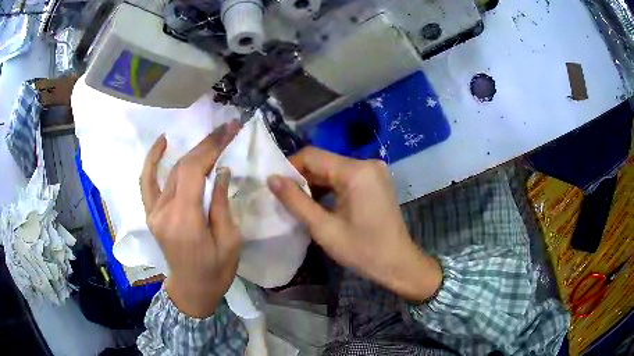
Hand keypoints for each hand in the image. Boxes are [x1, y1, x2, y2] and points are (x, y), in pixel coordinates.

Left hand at [140, 121, 241, 317]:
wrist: (191, 290)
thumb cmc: (216, 272)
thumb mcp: (229, 242)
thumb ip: (221, 204)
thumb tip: (221, 171)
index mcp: (184, 221)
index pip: (193, 171)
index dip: (211, 147)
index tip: (230, 130)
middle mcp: (163, 212)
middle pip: (183, 167)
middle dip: (207, 145)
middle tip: (227, 129)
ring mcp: (153, 212)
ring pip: (171, 171)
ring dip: (191, 151)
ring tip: (210, 136)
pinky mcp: (151, 214)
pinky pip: (147, 182)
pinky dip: (153, 160)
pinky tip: (162, 143)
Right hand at [267, 147, 441, 301]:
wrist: (397, 263)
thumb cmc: (362, 250)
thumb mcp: (324, 228)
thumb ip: (295, 201)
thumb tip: (271, 179)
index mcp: (356, 171)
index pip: (312, 156)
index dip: (290, 168)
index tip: (276, 186)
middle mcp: (367, 163)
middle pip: (324, 161)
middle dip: (302, 178)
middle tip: (285, 198)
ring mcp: (374, 171)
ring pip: (334, 169)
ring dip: (315, 183)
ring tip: (299, 203)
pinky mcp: (376, 180)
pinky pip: (346, 177)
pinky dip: (330, 187)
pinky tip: (320, 203)